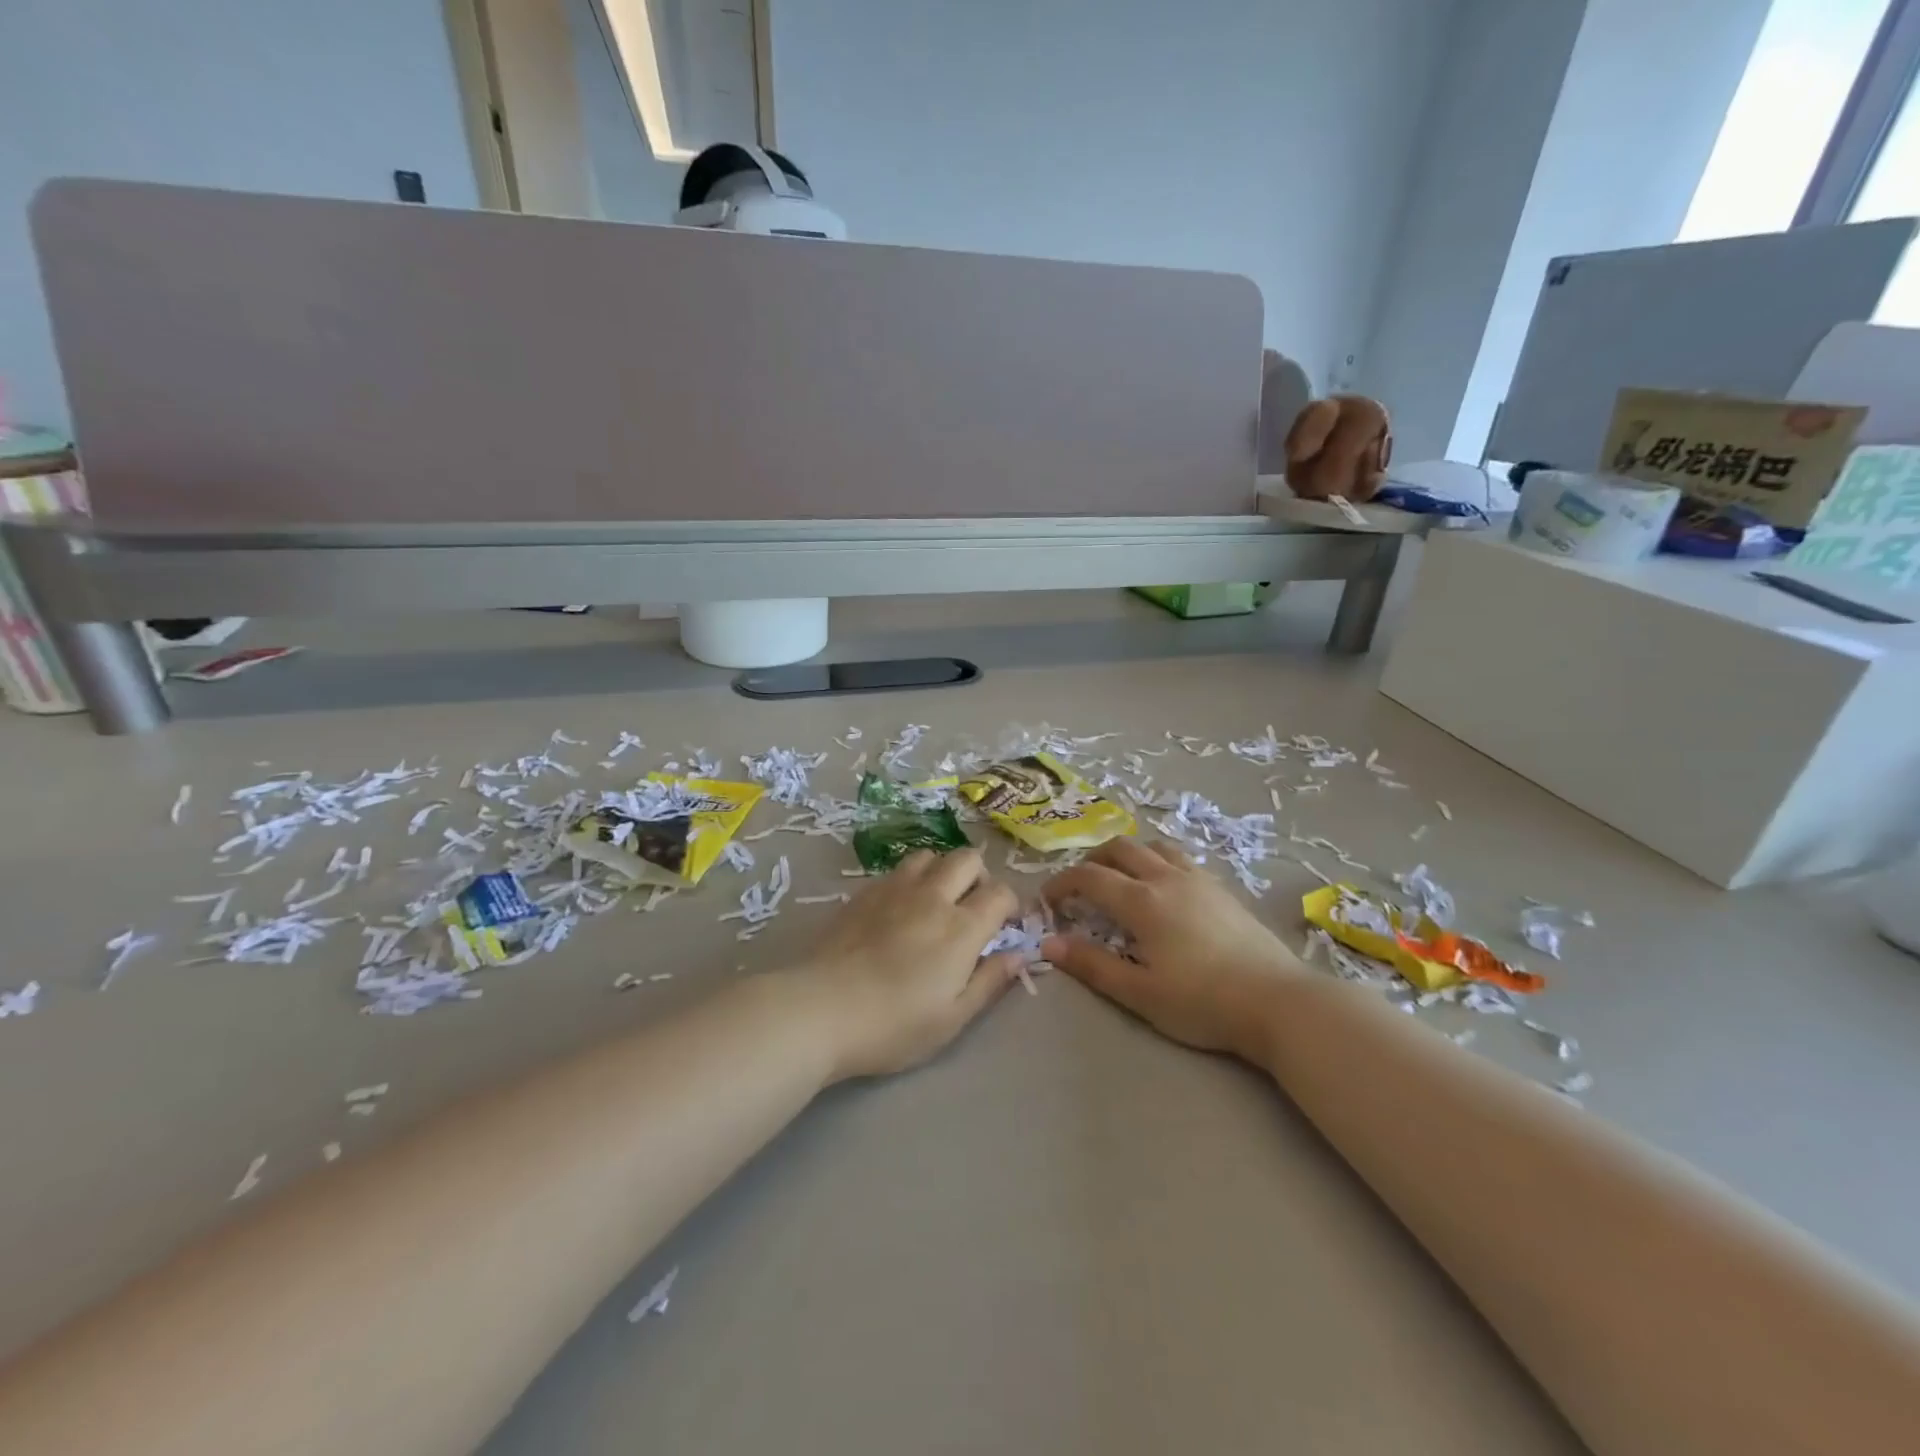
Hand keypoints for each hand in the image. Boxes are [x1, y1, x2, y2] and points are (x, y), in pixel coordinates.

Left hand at [793, 848, 1022, 1081]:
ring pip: (931, 855)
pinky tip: (899, 909)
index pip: (1001, 892)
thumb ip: (990, 982)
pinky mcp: (865, 891)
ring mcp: (895, 888)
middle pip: (968, 859)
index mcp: (961, 928)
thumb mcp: (952, 1018)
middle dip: (979, 877)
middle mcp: (933, 897)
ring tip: (935, 902)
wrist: (821, 1008)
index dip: (1009, 904)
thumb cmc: (893, 1025)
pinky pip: (898, 869)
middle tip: (971, 908)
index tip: (1003, 925)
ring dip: (942, 871)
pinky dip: (911, 879)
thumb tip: (1019, 955)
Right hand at [1042, 838, 1303, 1061]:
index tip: (1047, 901)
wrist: (1277, 1002)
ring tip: (1121, 879)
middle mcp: (1167, 878)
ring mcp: (1199, 880)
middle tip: (1080, 886)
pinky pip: (1180, 859)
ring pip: (1154, 847)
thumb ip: (1092, 965)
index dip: (1062, 884)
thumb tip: (1048, 944)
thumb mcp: (1139, 993)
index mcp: (1142, 901)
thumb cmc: (1202, 1002)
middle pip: (1121, 848)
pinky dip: (1158, 862)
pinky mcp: (1222, 890)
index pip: (1089, 877)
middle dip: (1092, 861)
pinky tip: (1164, 889)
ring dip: (1128, 855)